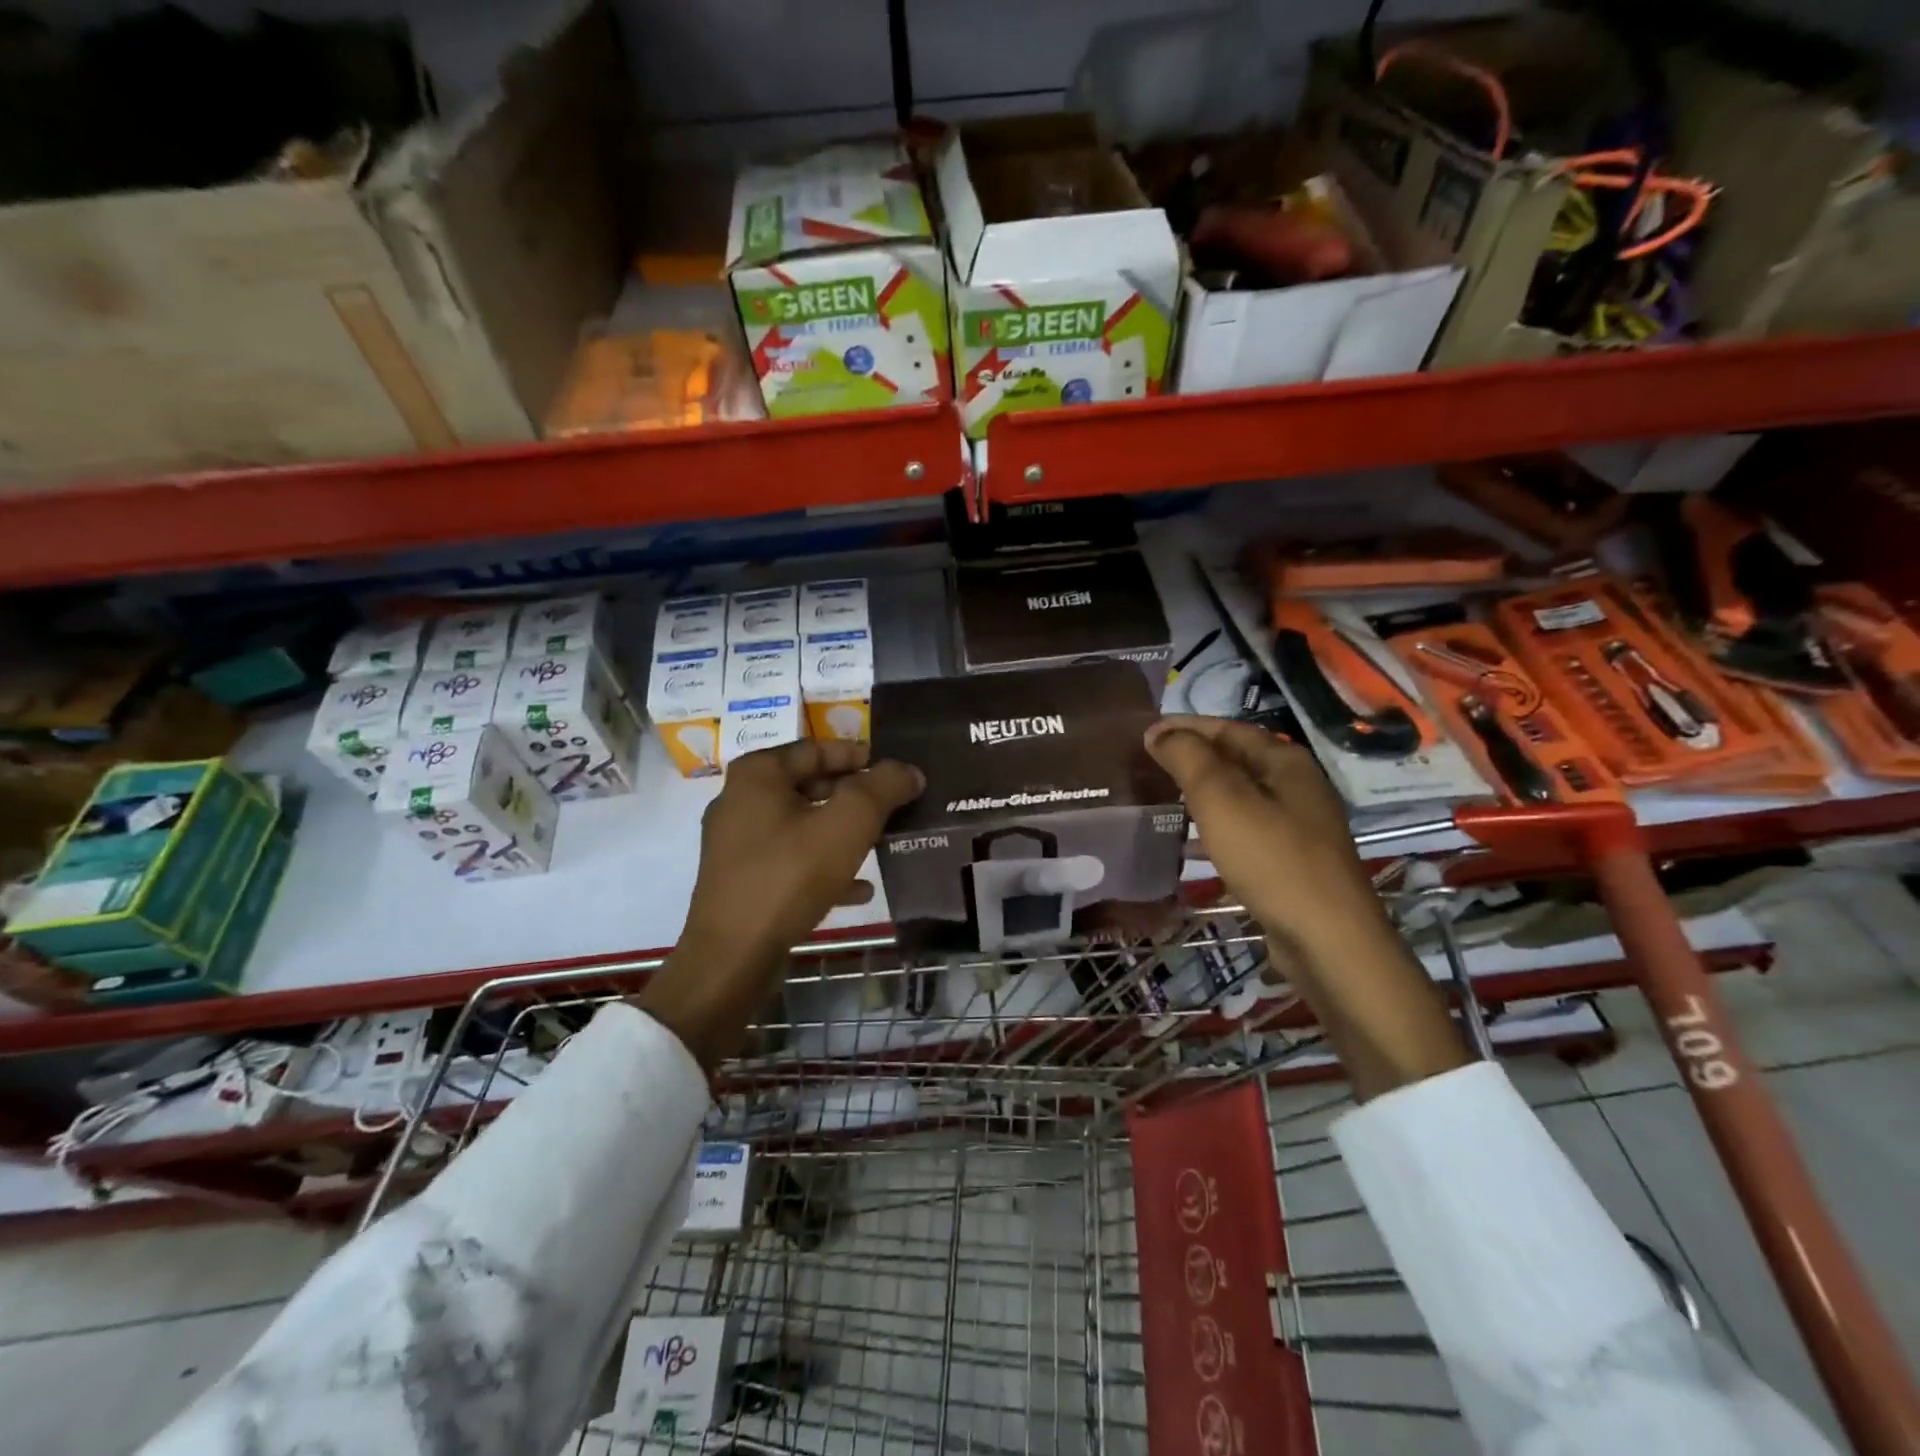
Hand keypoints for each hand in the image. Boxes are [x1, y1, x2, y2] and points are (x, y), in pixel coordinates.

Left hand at [641, 739, 922, 1069]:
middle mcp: (741, 800)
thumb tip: (908, 770)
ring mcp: (737, 843)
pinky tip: (860, 888)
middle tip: (894, 806)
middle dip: (855, 796)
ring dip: (842, 832)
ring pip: (803, 825)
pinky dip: (824, 866)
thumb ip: (882, 788)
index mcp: (758, 775)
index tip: (895, 770)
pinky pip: (791, 861)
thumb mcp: (847, 824)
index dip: (859, 756)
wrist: (732, 957)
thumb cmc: (789, 876)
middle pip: (809, 786)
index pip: (816, 749)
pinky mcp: (741, 880)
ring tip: (883, 842)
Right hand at [1144, 715, 1398, 966]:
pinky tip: (1188, 842)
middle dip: (1191, 758)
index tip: (1143, 734)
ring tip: (1160, 798)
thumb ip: (1188, 758)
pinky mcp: (1290, 860)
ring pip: (1238, 795)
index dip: (1184, 727)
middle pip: (1234, 759)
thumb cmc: (1272, 859)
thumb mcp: (1222, 799)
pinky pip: (1243, 829)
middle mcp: (1295, 786)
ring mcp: (1296, 825)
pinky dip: (1212, 826)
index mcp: (1284, 761)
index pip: (1226, 728)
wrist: (1327, 939)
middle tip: (1146, 764)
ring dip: (1199, 792)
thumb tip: (1160, 732)